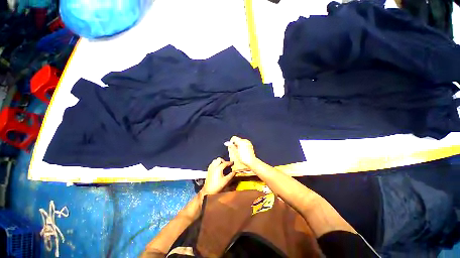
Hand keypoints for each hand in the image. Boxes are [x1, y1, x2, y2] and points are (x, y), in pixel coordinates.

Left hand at [201, 158, 234, 195]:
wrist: (208, 191)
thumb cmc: (217, 186)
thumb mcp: (226, 181)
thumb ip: (231, 175)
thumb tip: (234, 172)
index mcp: (218, 168)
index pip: (225, 163)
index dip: (229, 163)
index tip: (232, 163)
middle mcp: (214, 167)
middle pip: (219, 159)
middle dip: (223, 161)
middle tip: (227, 164)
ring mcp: (210, 168)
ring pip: (215, 160)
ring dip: (219, 161)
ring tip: (222, 165)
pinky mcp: (208, 170)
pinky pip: (212, 163)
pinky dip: (215, 163)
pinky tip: (217, 168)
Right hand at [227, 136, 256, 166]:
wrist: (252, 162)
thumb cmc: (244, 158)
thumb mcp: (236, 152)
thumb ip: (231, 146)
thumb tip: (227, 143)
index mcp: (241, 142)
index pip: (234, 138)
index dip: (231, 142)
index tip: (231, 146)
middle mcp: (245, 141)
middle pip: (237, 140)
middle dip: (234, 144)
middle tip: (234, 151)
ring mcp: (248, 143)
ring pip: (240, 142)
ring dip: (238, 146)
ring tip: (238, 152)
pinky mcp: (250, 145)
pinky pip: (244, 144)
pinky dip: (241, 147)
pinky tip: (241, 152)